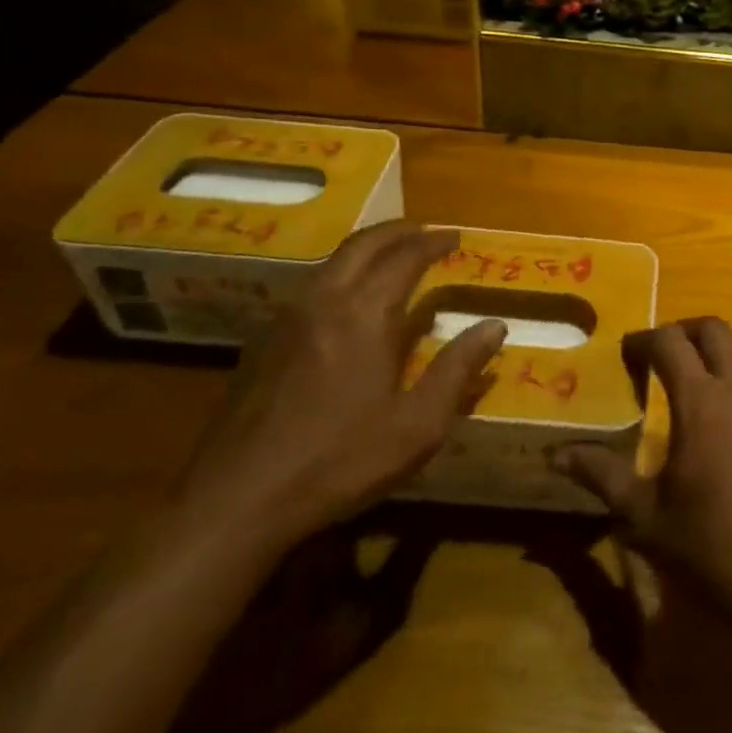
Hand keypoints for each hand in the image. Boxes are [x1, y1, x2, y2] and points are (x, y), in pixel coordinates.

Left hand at [174, 223, 503, 548]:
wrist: (236, 501)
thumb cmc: (338, 461)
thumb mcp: (417, 426)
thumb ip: (457, 370)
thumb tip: (495, 326)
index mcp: (364, 315)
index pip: (404, 258)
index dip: (433, 243)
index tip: (456, 238)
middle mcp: (323, 302)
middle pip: (363, 245)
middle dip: (398, 231)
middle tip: (425, 232)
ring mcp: (287, 319)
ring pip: (331, 262)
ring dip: (367, 248)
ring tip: (392, 255)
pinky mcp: (263, 342)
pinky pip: (311, 286)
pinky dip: (341, 273)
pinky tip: (348, 300)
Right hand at [555, 318, 731, 635]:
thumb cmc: (709, 546)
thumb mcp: (644, 514)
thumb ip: (600, 474)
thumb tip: (554, 455)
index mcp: (701, 400)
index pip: (669, 342)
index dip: (644, 339)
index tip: (628, 353)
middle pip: (714, 329)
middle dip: (685, 332)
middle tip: (664, 357)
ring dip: (720, 358)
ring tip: (701, 388)